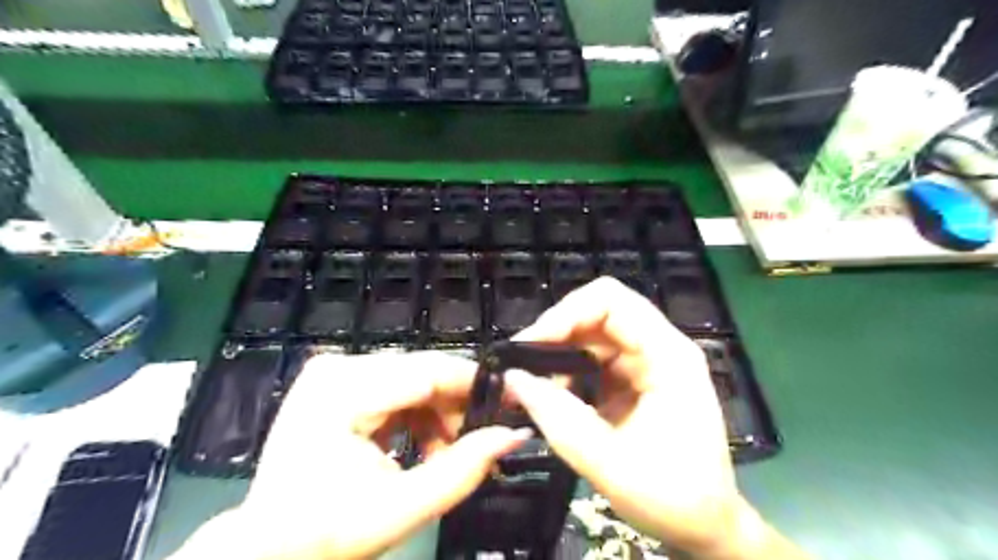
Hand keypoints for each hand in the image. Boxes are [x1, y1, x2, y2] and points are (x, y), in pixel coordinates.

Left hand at [171, 352, 528, 556]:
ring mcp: (333, 370)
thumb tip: (514, 434)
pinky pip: (394, 385)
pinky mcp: (336, 380)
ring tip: (445, 453)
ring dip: (437, 412)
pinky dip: (416, 413)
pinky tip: (421, 444)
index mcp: (343, 391)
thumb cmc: (326, 535)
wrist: (267, 549)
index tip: (511, 402)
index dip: (475, 385)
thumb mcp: (402, 509)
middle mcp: (337, 367)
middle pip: (420, 371)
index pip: (428, 371)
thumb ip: (463, 470)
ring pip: (412, 377)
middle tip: (479, 438)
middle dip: (455, 405)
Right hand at [507, 277, 801, 556]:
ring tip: (532, 385)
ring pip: (591, 333)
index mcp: (668, 356)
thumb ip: (558, 418)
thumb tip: (513, 379)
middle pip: (598, 311)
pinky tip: (553, 396)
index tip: (532, 345)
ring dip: (558, 353)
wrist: (704, 526)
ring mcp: (647, 361)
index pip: (612, 302)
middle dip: (556, 332)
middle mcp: (659, 347)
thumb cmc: (673, 498)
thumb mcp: (609, 464)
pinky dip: (567, 371)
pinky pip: (592, 357)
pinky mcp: (635, 377)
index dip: (567, 313)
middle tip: (522, 364)